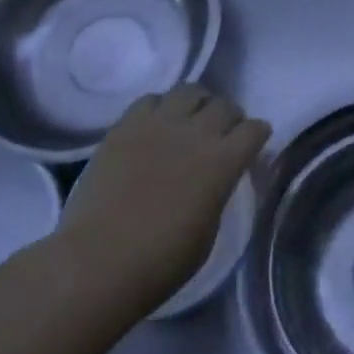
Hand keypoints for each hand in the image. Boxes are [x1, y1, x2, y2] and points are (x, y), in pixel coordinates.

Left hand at [56, 84, 269, 315]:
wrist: (96, 263)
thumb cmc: (160, 262)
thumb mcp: (208, 231)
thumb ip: (218, 193)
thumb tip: (216, 179)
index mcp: (223, 162)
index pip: (255, 129)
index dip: (257, 136)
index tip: (252, 146)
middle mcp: (196, 134)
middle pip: (225, 105)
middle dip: (229, 117)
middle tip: (221, 135)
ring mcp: (158, 125)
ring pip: (189, 90)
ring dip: (196, 104)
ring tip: (189, 121)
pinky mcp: (124, 127)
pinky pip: (149, 100)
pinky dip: (159, 108)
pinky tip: (154, 127)